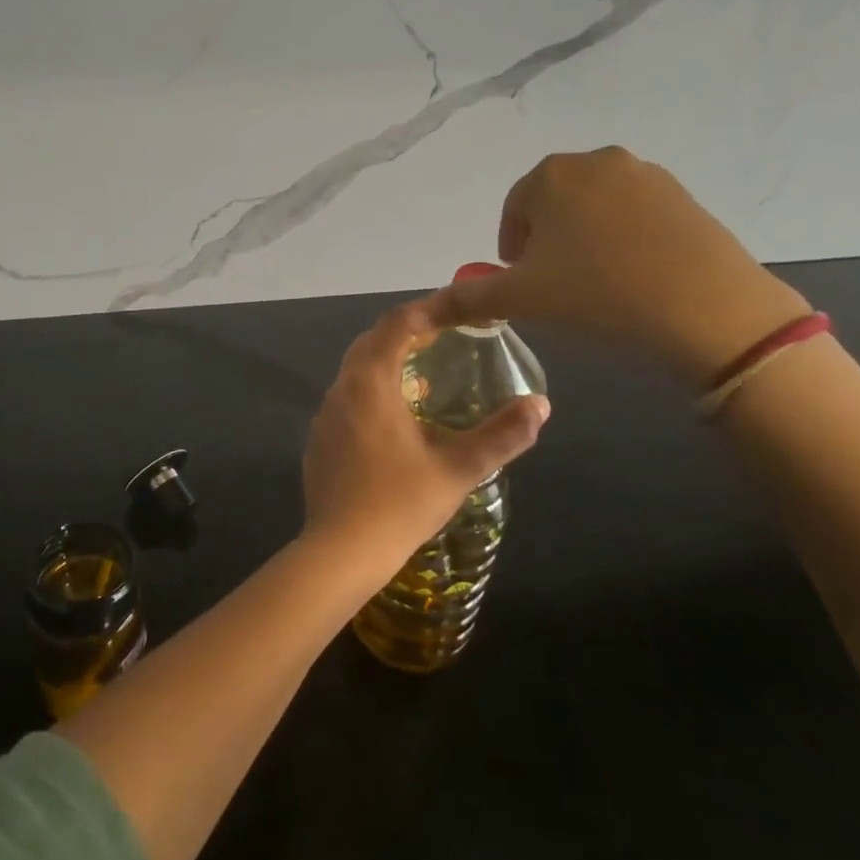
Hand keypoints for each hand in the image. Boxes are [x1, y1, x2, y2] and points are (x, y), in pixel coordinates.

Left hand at [301, 299, 548, 584]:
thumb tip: (540, 404)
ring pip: (356, 371)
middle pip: (372, 342)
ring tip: (426, 374)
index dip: (428, 309)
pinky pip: (347, 399)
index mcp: (370, 382)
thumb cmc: (400, 504)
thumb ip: (502, 435)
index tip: (458, 309)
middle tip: (445, 337)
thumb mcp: (459, 468)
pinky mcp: (319, 440)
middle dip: (407, 332)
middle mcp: (341, 389)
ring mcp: (324, 416)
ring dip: (388, 362)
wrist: (340, 551)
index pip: (397, 324)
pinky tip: (396, 420)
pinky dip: (373, 392)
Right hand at [433, 147, 809, 388]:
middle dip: (547, 241)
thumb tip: (427, 306)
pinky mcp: (684, 195)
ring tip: (594, 283)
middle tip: (555, 285)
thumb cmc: (596, 293)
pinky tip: (633, 276)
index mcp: (551, 175)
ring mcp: (646, 174)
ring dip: (584, 239)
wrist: (704, 307)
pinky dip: (623, 239)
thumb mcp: (520, 299)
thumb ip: (468, 298)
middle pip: (554, 203)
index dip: (511, 249)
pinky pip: (635, 215)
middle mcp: (597, 161)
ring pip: (595, 207)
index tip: (522, 283)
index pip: (515, 209)